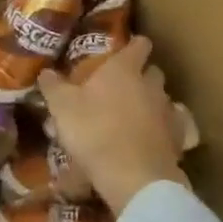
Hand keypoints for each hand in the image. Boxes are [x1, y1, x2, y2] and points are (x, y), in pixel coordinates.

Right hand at [37, 36, 187, 215]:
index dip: (134, 45)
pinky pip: (172, 127)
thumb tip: (45, 71)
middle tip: (123, 87)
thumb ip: (54, 86)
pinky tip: (150, 140)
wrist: (134, 177)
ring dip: (152, 104)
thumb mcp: (62, 108)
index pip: (139, 44)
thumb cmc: (94, 131)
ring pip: (163, 99)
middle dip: (142, 76)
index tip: (125, 50)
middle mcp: (151, 84)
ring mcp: (168, 111)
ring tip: (134, 117)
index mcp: (124, 69)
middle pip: (153, 71)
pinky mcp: (178, 139)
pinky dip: (163, 130)